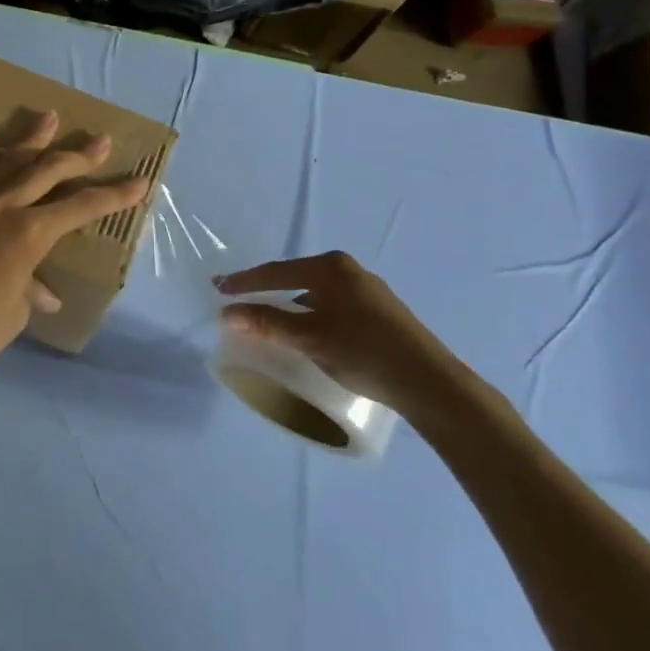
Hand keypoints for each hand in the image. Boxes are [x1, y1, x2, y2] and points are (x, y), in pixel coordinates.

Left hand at [0, 112, 150, 414]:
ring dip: (32, 139)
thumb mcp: (15, 311)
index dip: (114, 195)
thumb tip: (44, 292)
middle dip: (79, 156)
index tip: (139, 181)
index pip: (81, 207)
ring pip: (8, 161)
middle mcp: (3, 207)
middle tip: (101, 140)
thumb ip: (30, 287)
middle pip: (48, 171)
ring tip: (50, 116)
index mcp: (30, 235)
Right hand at [216, 252, 469, 421]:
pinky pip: (332, 305)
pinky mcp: (380, 312)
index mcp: (331, 267)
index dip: (245, 282)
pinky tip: (308, 332)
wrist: (430, 382)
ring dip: (290, 305)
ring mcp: (368, 290)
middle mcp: (349, 270)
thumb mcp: (309, 338)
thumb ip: (267, 323)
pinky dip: (312, 315)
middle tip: (240, 302)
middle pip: (295, 278)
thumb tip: (226, 313)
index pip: (276, 272)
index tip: (219, 289)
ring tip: (270, 320)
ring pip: (315, 293)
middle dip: (267, 291)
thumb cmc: (364, 351)